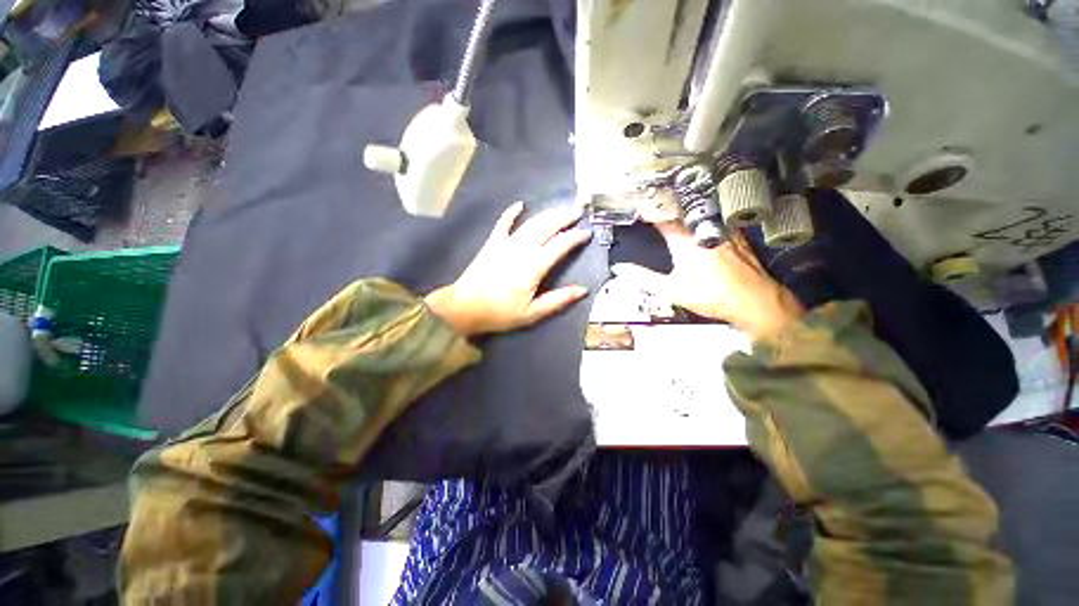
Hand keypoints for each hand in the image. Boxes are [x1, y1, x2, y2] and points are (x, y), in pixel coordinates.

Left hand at [425, 202, 591, 336]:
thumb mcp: (532, 313)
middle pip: (547, 227)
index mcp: (534, 266)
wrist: (465, 307)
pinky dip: (511, 213)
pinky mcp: (492, 243)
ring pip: (531, 223)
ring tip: (561, 208)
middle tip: (578, 211)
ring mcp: (506, 243)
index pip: (560, 245)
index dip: (575, 237)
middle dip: (564, 217)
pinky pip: (503, 223)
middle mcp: (522, 249)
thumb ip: (558, 300)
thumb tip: (583, 290)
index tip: (587, 232)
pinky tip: (520, 204)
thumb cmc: (500, 313)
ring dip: (547, 214)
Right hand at [611, 221, 803, 339]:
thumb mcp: (671, 290)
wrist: (753, 300)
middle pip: (681, 210)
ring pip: (700, 212)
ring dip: (685, 208)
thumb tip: (619, 269)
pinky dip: (704, 216)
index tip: (639, 205)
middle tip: (655, 200)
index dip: (648, 211)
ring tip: (675, 204)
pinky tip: (701, 219)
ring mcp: (721, 231)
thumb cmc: (710, 295)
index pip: (662, 219)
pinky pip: (716, 218)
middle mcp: (703, 230)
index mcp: (684, 241)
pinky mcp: (736, 235)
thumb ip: (643, 278)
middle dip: (666, 205)